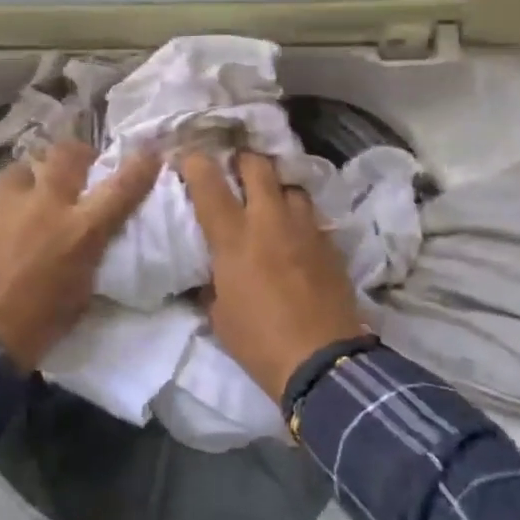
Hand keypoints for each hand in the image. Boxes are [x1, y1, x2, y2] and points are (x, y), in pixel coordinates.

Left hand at [0, 140, 158, 369]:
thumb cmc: (37, 327)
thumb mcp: (80, 294)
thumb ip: (86, 258)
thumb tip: (87, 245)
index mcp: (80, 230)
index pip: (121, 188)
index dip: (140, 167)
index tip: (150, 154)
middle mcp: (44, 207)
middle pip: (66, 155)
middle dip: (77, 154)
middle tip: (79, 165)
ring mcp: (3, 209)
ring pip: (21, 169)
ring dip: (31, 178)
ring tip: (30, 195)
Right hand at [178, 150, 367, 402]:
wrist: (322, 361)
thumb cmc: (259, 341)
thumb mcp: (219, 315)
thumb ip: (212, 283)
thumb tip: (210, 273)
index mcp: (234, 238)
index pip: (209, 184)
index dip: (196, 163)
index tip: (189, 158)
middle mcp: (270, 221)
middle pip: (258, 166)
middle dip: (243, 160)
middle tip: (235, 168)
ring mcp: (305, 229)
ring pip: (291, 186)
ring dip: (277, 188)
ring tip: (270, 201)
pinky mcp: (330, 244)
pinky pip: (311, 216)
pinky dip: (299, 218)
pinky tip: (295, 235)